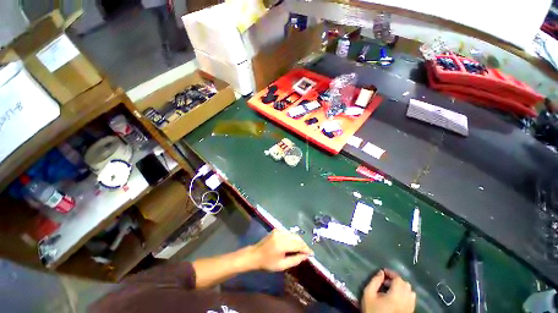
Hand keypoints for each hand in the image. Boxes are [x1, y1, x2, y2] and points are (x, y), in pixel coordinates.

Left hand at [249, 229, 312, 271]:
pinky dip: (293, 237)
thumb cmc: (268, 263)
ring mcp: (279, 230)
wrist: (255, 254)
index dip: (306, 249)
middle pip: (297, 238)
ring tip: (302, 248)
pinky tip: (294, 243)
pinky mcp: (277, 229)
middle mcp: (281, 235)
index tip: (312, 253)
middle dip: (303, 244)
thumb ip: (295, 260)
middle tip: (307, 252)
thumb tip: (305, 256)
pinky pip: (288, 232)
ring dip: (299, 240)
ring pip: (293, 234)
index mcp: (282, 244)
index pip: (298, 245)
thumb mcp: (282, 265)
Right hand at [362, 269, 415, 312]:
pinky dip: (406, 294)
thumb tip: (381, 272)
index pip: (398, 279)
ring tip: (392, 288)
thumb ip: (374, 281)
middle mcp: (406, 301)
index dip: (391, 273)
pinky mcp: (410, 312)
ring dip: (402, 287)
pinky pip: (412, 300)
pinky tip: (397, 297)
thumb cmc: (372, 310)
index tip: (383, 271)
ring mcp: (409, 307)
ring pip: (411, 292)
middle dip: (396, 279)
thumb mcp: (368, 294)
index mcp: (396, 295)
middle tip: (386, 280)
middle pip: (406, 284)